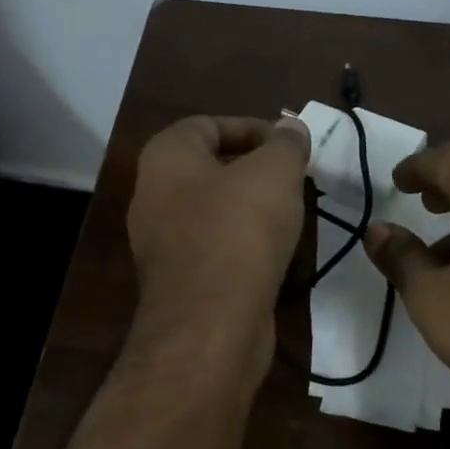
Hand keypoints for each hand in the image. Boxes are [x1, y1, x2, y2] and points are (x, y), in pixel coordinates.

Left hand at [127, 115, 310, 360]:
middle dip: (255, 170)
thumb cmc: (239, 231)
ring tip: (292, 214)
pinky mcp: (179, 281)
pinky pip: (215, 249)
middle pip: (209, 169)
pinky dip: (243, 246)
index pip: (206, 124)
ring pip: (213, 212)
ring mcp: (162, 244)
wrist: (211, 323)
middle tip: (295, 179)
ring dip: (252, 210)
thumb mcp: (274, 173)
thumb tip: (290, 128)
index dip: (251, 127)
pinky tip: (275, 254)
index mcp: (165, 159)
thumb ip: (285, 144)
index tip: (289, 144)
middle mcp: (153, 196)